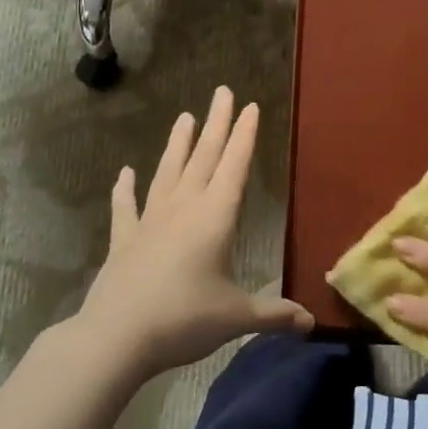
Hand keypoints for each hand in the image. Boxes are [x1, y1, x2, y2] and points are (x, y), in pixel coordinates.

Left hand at [74, 86, 312, 380]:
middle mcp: (183, 209)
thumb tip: (310, 323)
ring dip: (178, 144)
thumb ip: (274, 314)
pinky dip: (125, 189)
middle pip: (203, 157)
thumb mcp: (236, 317)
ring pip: (167, 172)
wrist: (116, 336)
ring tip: (184, 117)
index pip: (235, 166)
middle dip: (217, 124)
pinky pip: (125, 207)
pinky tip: (125, 173)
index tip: (251, 106)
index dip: (245, 136)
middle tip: (223, 92)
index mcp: (215, 218)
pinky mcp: (124, 240)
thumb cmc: (184, 319)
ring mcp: (150, 221)